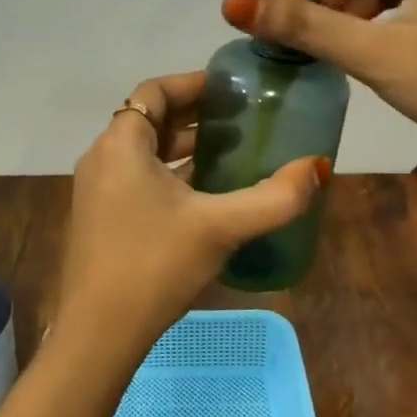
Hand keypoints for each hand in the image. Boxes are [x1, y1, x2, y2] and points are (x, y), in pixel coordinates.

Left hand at [59, 72, 330, 365]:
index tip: (232, 90)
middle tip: (240, 118)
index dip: (193, 84)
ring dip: (181, 144)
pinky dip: (167, 171)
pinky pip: (136, 175)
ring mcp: (96, 188)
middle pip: (149, 117)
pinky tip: (203, 192)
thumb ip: (274, 197)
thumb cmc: (155, 265)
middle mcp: (102, 157)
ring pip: (142, 149)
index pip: (155, 91)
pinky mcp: (99, 215)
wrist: (99, 333)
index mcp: (121, 144)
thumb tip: (319, 167)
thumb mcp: (220, 227)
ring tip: (229, 149)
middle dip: (193, 114)